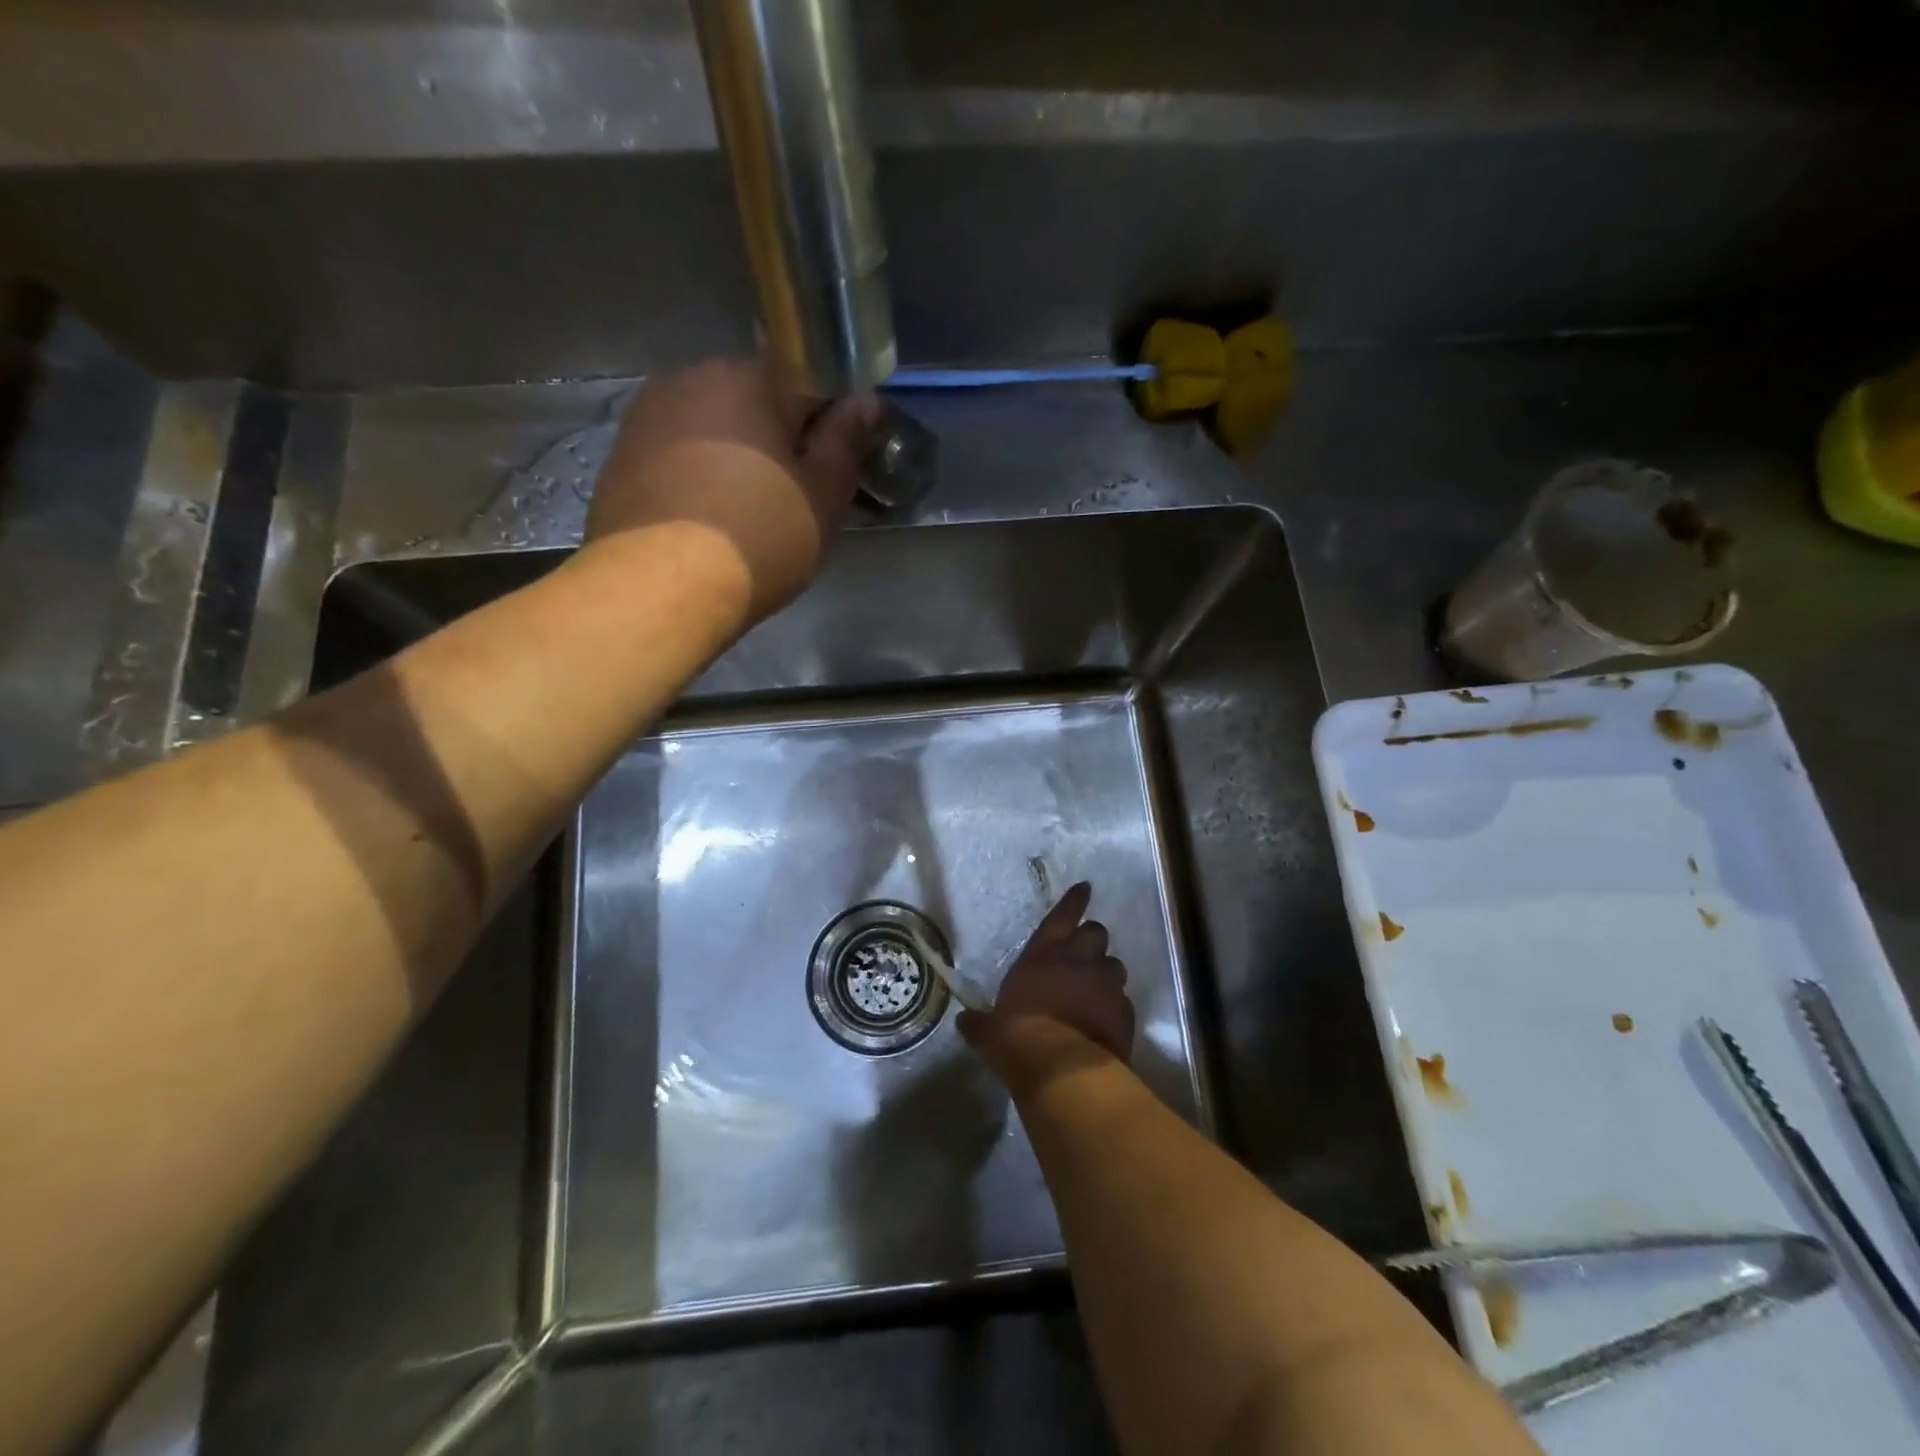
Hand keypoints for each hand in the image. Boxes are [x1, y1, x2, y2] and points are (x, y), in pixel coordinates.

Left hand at [585, 357, 874, 622]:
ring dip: (734, 460)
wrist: (661, 587)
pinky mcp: (618, 458)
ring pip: (711, 431)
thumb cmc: (760, 536)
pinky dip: (696, 480)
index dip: (827, 427)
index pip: (806, 383)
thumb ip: (846, 441)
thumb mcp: (824, 495)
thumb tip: (864, 400)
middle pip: (752, 404)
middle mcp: (690, 379)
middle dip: (776, 442)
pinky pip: (676, 458)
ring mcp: (646, 417)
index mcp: (748, 376)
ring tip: (745, 516)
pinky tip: (706, 523)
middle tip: (792, 499)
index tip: (833, 469)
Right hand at [959, 883, 1135, 1077]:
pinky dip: (1115, 1006)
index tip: (1085, 888)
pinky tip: (1105, 1021)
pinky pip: (1123, 1000)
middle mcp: (1078, 960)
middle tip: (1083, 955)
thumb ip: (980, 1022)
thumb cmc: (1018, 1038)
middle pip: (1096, 933)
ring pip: (1115, 965)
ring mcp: (1106, 984)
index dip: (1074, 901)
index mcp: (1043, 954)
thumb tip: (965, 1022)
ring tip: (1096, 990)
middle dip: (1092, 941)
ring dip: (1105, 974)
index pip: (1062, 916)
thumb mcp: (991, 1031)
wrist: (1063, 1070)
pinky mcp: (1125, 1012)